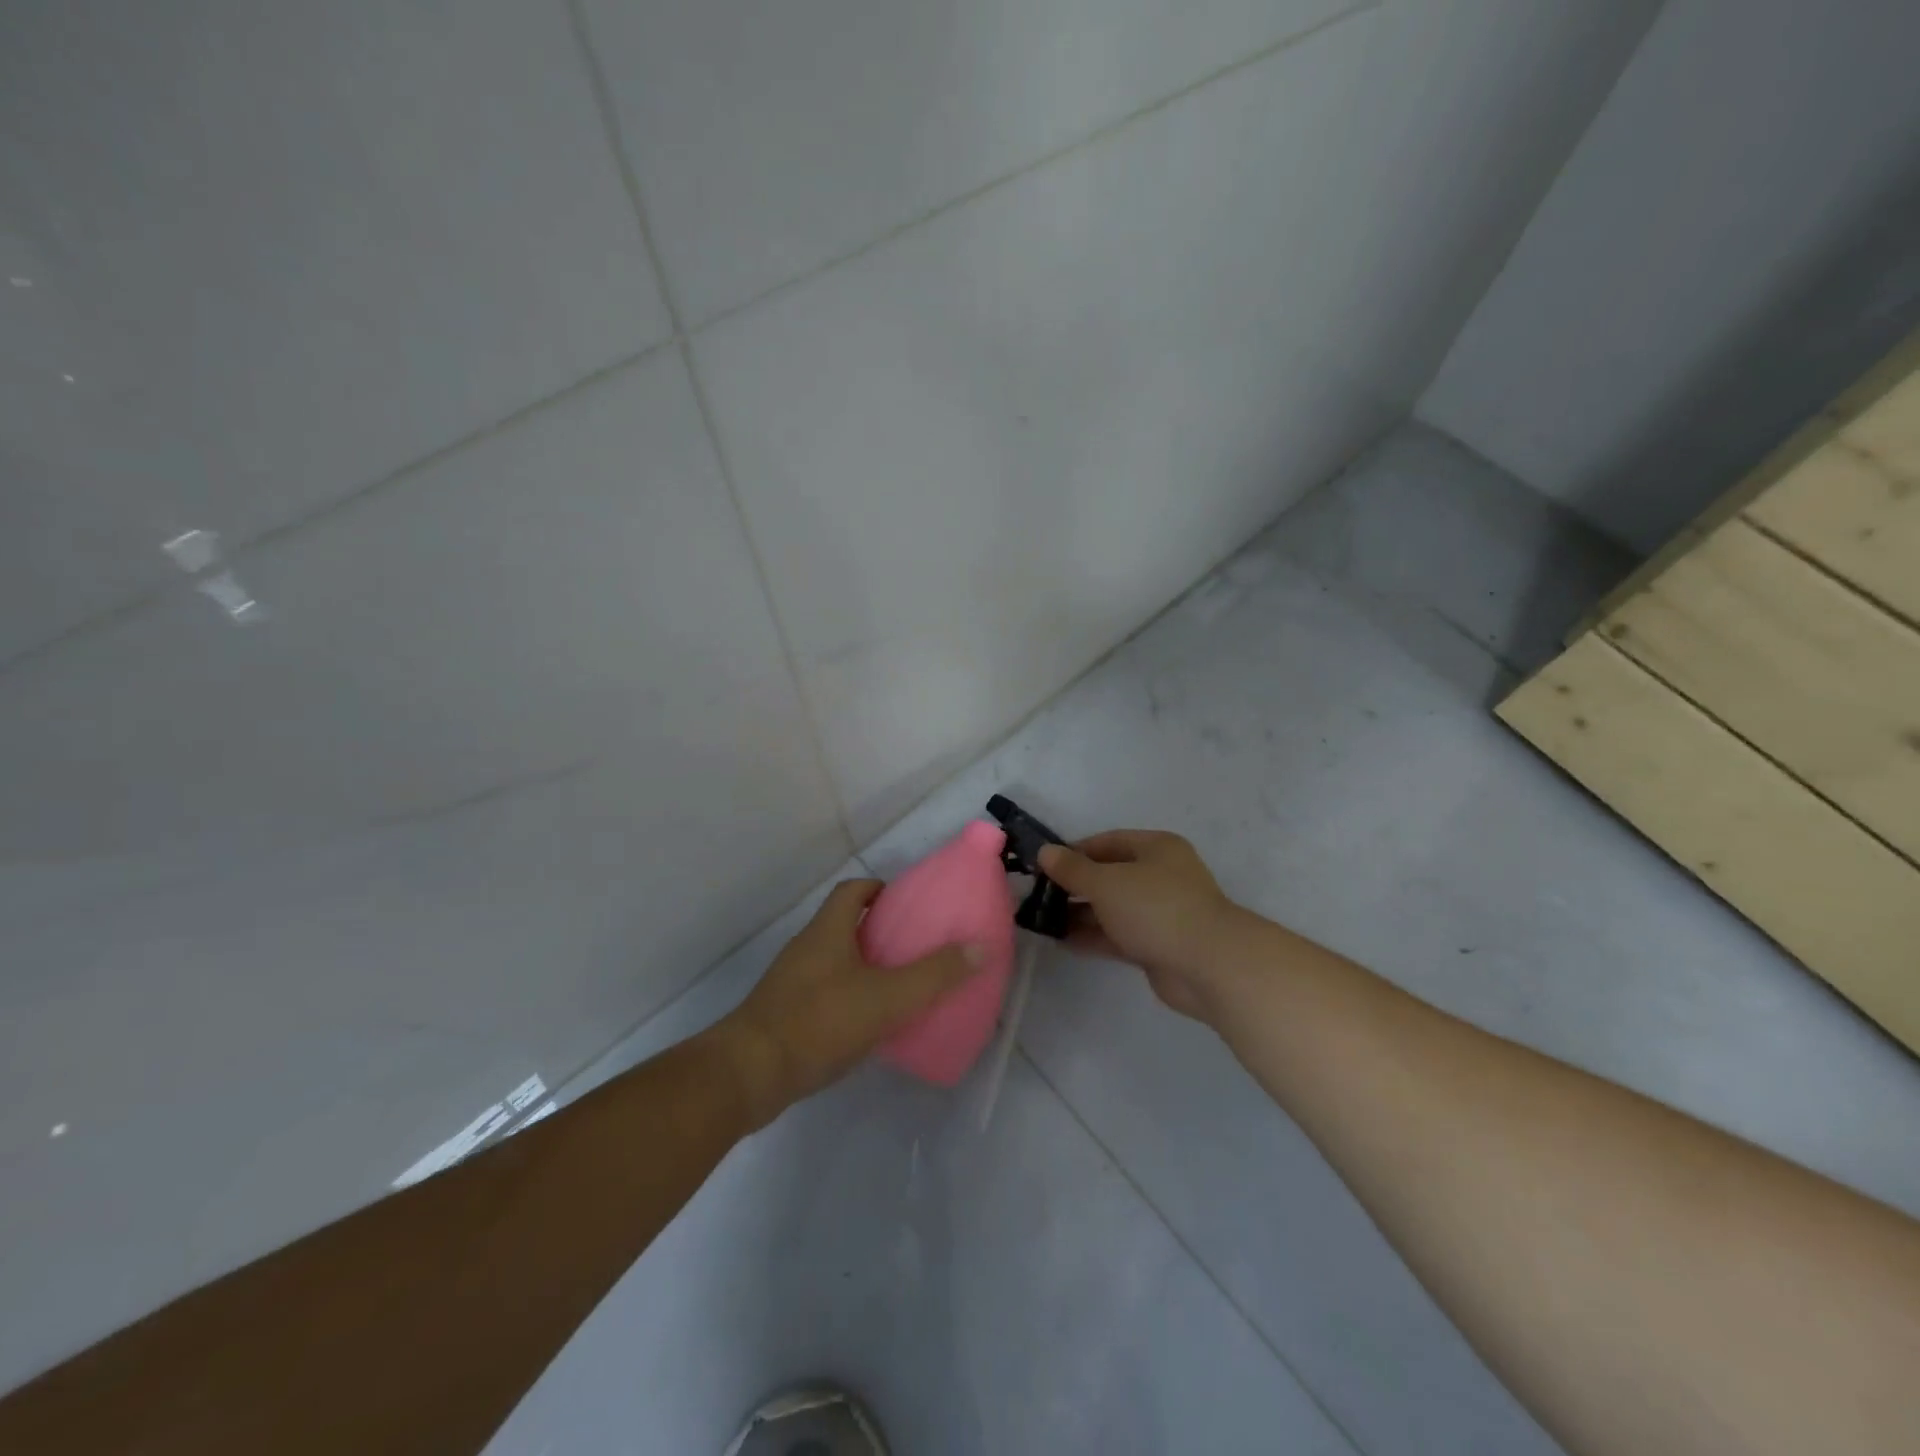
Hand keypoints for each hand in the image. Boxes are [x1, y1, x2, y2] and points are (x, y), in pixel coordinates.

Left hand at [714, 879, 982, 1125]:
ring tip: (902, 987)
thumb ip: (935, 974)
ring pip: (835, 961)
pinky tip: (871, 1024)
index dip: (881, 889)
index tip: (910, 905)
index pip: (854, 890)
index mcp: (828, 930)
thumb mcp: (888, 997)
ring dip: (865, 967)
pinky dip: (849, 998)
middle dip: (880, 931)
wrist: (750, 1074)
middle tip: (916, 948)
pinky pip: (824, 993)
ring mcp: (792, 982)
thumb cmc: (820, 1021)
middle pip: (845, 924)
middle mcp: (807, 947)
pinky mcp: (785, 1014)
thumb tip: (980, 946)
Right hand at [1038, 830, 1241, 1020]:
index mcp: (1156, 848)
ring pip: (1113, 908)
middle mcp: (1160, 876)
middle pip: (1110, 875)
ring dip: (1081, 913)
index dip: (1074, 851)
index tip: (1044, 865)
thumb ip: (1073, 869)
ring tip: (1043, 920)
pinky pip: (1119, 935)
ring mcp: (1161, 913)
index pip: (1108, 842)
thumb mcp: (1106, 882)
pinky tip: (1063, 941)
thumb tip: (1045, 851)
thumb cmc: (1156, 908)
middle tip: (1038, 895)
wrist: (1209, 965)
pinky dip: (1094, 936)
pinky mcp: (1158, 945)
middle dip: (1075, 885)